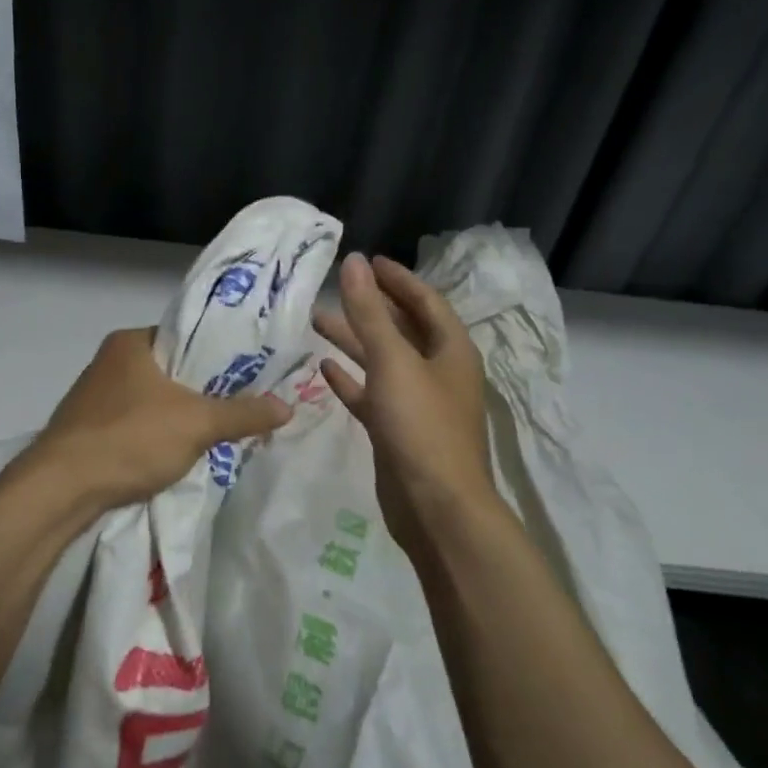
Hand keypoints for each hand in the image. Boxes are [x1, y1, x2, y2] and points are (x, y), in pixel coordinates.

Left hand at [31, 328, 292, 514]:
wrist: (60, 489)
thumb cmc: (130, 438)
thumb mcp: (197, 424)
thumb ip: (243, 413)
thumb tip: (287, 406)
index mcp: (130, 342)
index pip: (186, 337)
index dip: (219, 355)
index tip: (249, 374)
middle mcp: (109, 361)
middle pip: (171, 371)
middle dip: (203, 391)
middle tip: (240, 406)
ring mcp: (94, 397)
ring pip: (153, 401)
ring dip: (179, 417)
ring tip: (216, 432)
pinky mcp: (86, 430)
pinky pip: (134, 425)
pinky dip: (155, 436)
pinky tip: (175, 454)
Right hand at [313, 254, 496, 544]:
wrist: (436, 507)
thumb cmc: (422, 426)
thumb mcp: (393, 362)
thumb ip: (370, 313)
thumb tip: (354, 262)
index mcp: (450, 350)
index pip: (425, 301)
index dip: (398, 279)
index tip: (369, 261)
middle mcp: (437, 372)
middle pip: (402, 329)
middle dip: (370, 308)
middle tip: (336, 288)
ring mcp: (418, 403)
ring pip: (383, 361)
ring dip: (354, 341)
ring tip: (316, 321)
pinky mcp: (397, 431)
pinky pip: (372, 395)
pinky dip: (351, 380)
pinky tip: (324, 368)